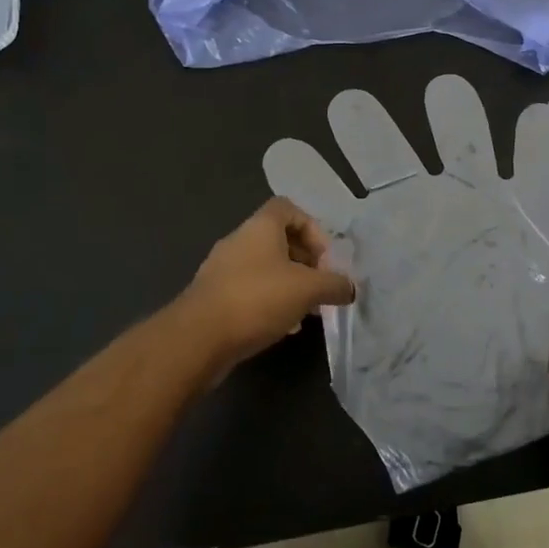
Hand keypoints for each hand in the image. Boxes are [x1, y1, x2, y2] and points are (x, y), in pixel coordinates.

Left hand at [178, 197, 356, 370]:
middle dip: (305, 262)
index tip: (326, 258)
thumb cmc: (257, 299)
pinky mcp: (214, 297)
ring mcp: (223, 269)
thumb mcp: (308, 289)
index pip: (290, 209)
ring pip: (265, 268)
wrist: (198, 338)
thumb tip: (351, 287)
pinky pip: (250, 291)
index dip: (313, 228)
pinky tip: (283, 327)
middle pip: (279, 240)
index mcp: (260, 227)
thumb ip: (335, 284)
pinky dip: (270, 302)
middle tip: (321, 285)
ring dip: (289, 284)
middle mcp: (239, 240)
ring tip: (307, 310)